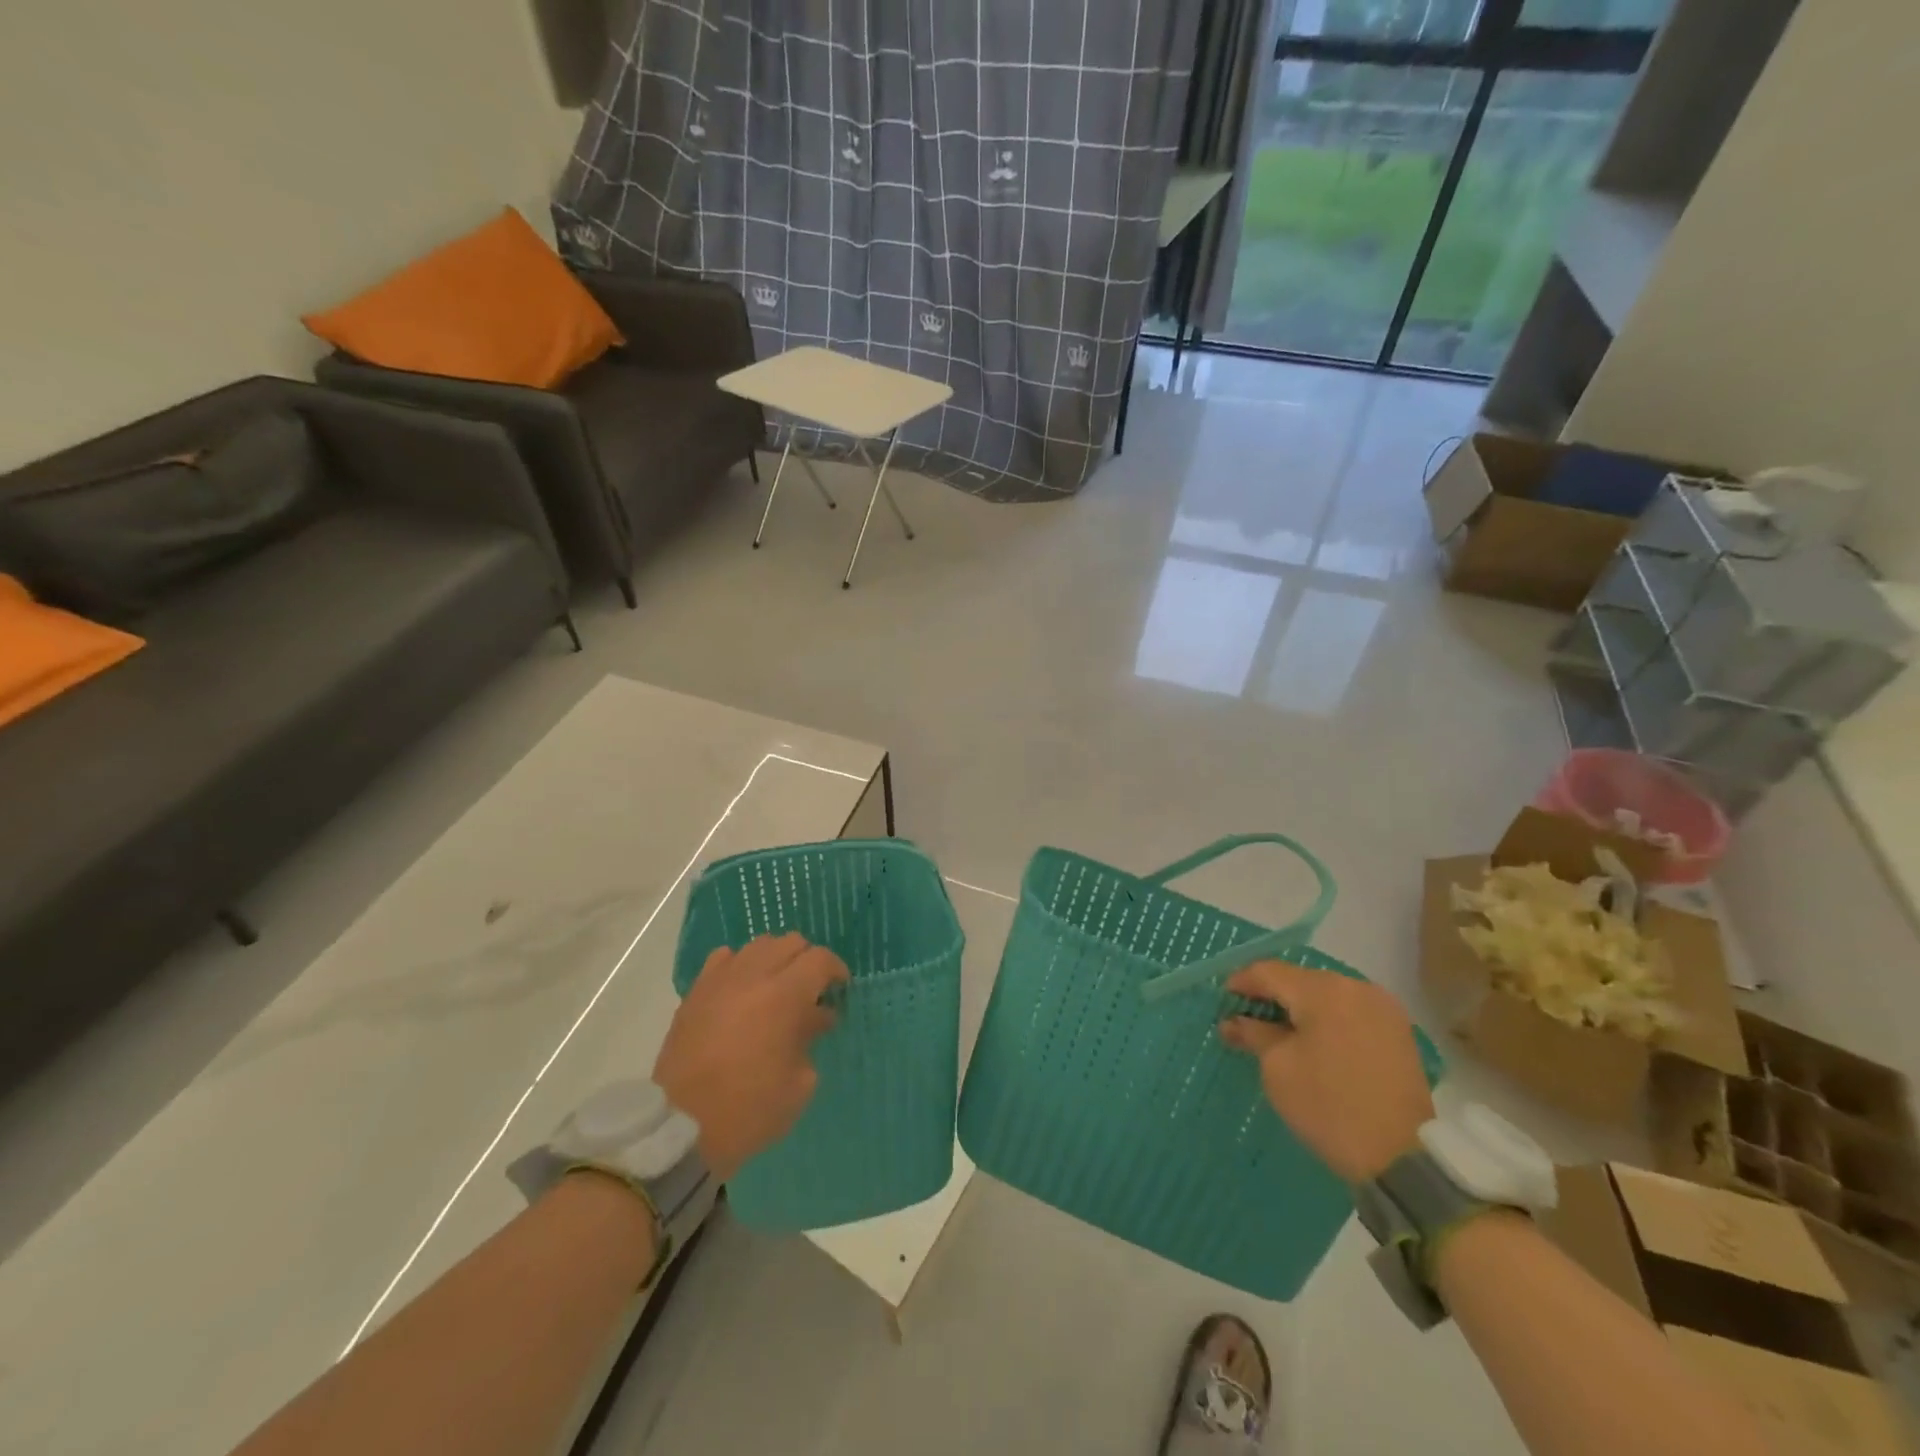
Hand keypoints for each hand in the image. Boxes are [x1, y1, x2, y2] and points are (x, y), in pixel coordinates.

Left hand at [653, 933, 847, 1181]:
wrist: (681, 1127)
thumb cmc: (750, 1109)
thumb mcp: (799, 1083)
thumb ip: (810, 1038)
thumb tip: (814, 1018)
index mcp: (785, 996)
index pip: (820, 959)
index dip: (836, 969)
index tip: (839, 988)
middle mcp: (753, 976)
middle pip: (790, 942)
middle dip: (807, 961)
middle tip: (811, 991)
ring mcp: (720, 980)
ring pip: (758, 945)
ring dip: (775, 959)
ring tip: (776, 988)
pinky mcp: (695, 992)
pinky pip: (723, 959)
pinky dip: (740, 965)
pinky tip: (741, 989)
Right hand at [1220, 959, 1434, 1183]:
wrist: (1403, 1158)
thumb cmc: (1329, 1106)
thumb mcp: (1278, 1069)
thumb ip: (1253, 1034)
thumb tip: (1232, 1021)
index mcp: (1323, 990)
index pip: (1269, 972)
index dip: (1242, 983)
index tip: (1223, 1000)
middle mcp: (1355, 987)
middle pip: (1299, 980)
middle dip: (1272, 995)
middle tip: (1247, 1018)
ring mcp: (1382, 1008)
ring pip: (1326, 995)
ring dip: (1300, 1008)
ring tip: (1279, 1031)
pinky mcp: (1398, 1031)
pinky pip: (1350, 1011)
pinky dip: (1327, 1020)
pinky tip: (1314, 1041)